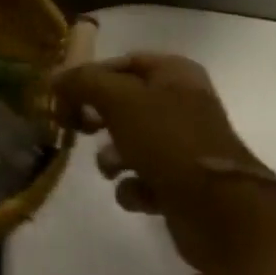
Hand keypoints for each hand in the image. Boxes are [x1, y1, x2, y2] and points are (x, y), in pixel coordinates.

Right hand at [54, 53, 275, 274]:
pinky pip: (143, 178)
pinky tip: (138, 195)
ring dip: (113, 157)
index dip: (91, 75)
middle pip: (125, 102)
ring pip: (131, 142)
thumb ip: (84, 83)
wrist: (220, 212)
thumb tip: (55, 76)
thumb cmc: (169, 142)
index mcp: (175, 74)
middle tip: (77, 127)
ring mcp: (182, 145)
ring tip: (111, 169)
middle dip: (99, 117)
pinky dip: (135, 187)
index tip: (63, 94)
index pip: (123, 62)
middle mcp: (181, 104)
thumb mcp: (120, 100)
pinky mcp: (181, 184)